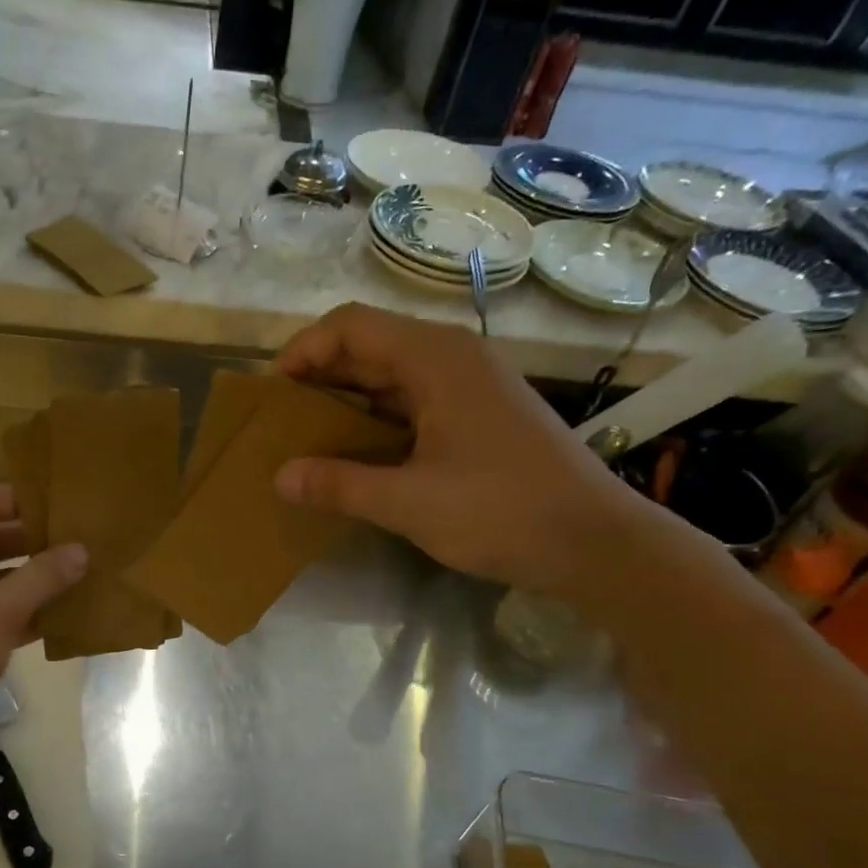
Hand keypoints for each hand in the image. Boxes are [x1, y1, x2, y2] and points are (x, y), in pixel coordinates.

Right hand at [273, 304, 648, 596]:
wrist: (596, 542)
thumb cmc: (501, 511)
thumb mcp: (409, 502)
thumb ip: (339, 485)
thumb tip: (280, 477)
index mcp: (436, 359)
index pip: (351, 325)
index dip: (303, 350)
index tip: (272, 393)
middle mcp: (453, 358)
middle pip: (369, 345)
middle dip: (319, 376)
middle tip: (281, 420)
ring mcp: (471, 385)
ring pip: (391, 374)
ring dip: (347, 399)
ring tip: (308, 438)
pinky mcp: (480, 414)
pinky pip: (413, 401)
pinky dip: (377, 419)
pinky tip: (357, 454)